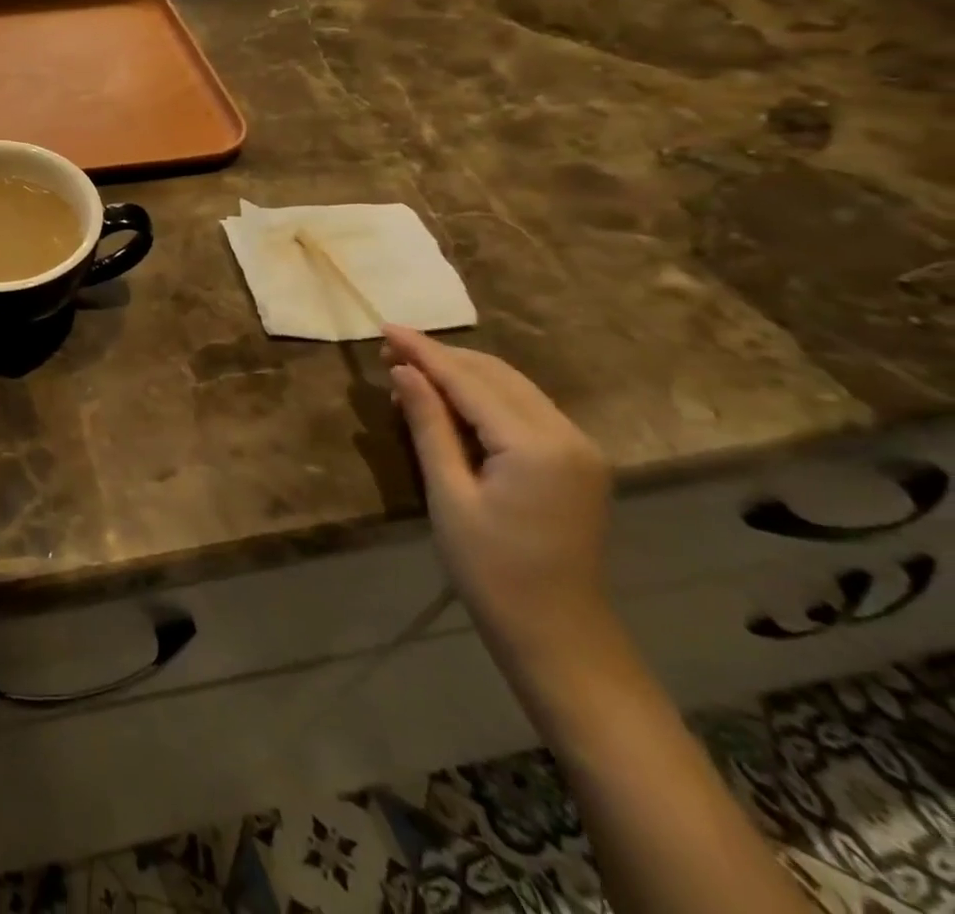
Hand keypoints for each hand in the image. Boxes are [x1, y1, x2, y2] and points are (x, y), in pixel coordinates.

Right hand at [384, 325, 612, 668]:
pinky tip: (449, 401)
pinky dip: (483, 395)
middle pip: (495, 374)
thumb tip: (403, 371)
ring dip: (461, 373)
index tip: (384, 327)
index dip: (423, 351)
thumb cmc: (491, 570)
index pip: (469, 380)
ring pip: (511, 386)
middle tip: (388, 351)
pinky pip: (523, 408)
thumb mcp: (449, 494)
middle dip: (441, 357)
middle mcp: (567, 434)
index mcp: (536, 445)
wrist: (557, 634)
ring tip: (410, 372)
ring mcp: (578, 446)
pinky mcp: (576, 460)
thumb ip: (429, 425)